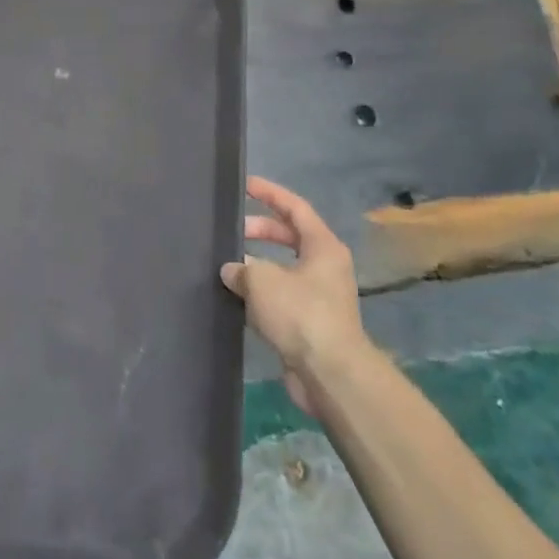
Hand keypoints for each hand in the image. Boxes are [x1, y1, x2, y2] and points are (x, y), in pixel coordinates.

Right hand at [221, 176, 368, 418]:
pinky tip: (237, 297)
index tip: (245, 185)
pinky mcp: (310, 323)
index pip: (294, 208)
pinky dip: (261, 292)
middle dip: (260, 230)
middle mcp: (326, 266)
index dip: (269, 193)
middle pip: (290, 236)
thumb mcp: (262, 281)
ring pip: (284, 268)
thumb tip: (232, 270)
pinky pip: (281, 296)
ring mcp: (320, 296)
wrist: (330, 373)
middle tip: (231, 231)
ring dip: (258, 264)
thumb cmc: (300, 314)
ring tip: (228, 264)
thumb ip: (242, 269)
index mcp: (323, 246)